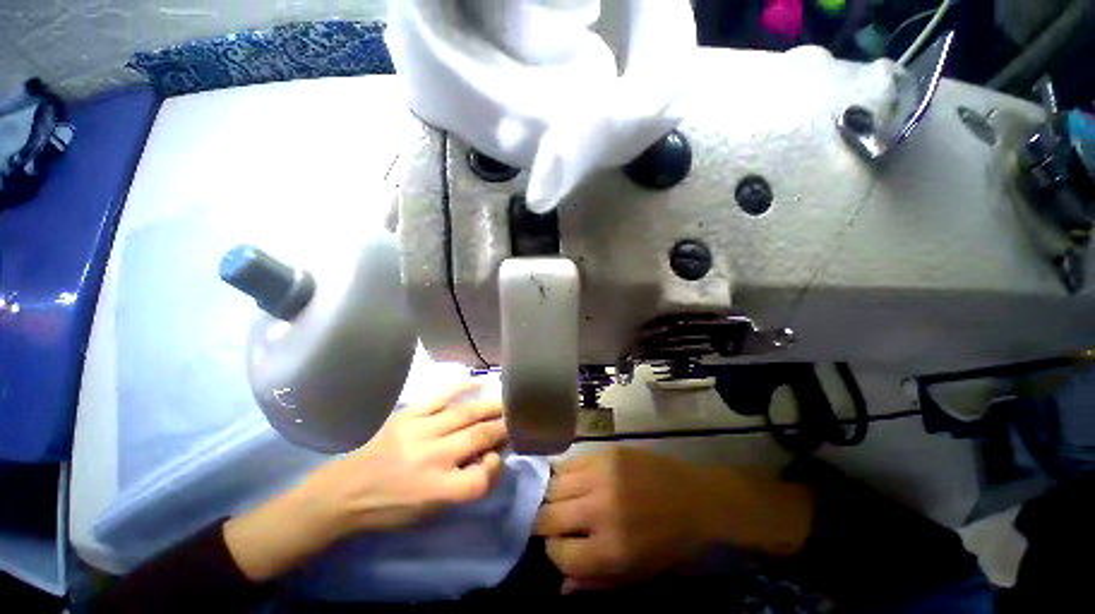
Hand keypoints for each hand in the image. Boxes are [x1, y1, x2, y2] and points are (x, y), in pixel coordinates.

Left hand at [225, 382, 506, 581]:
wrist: (345, 491)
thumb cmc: (390, 508)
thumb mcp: (429, 513)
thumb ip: (463, 487)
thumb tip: (489, 457)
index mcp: (435, 490)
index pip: (480, 478)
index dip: (496, 467)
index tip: (499, 457)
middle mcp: (431, 458)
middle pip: (478, 438)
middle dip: (502, 427)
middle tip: (517, 419)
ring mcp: (420, 431)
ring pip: (466, 414)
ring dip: (491, 406)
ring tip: (508, 400)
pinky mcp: (409, 415)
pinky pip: (441, 396)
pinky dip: (462, 387)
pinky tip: (479, 381)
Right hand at [534, 447, 812, 593]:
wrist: (695, 498)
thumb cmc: (669, 544)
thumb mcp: (638, 575)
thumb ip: (596, 581)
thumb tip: (560, 584)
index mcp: (611, 550)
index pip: (559, 553)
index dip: (555, 553)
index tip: (560, 548)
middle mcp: (600, 509)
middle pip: (548, 516)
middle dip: (544, 524)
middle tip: (552, 523)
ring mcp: (601, 475)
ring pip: (553, 485)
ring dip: (551, 496)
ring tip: (557, 500)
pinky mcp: (604, 453)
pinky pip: (568, 462)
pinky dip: (562, 474)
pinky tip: (569, 480)